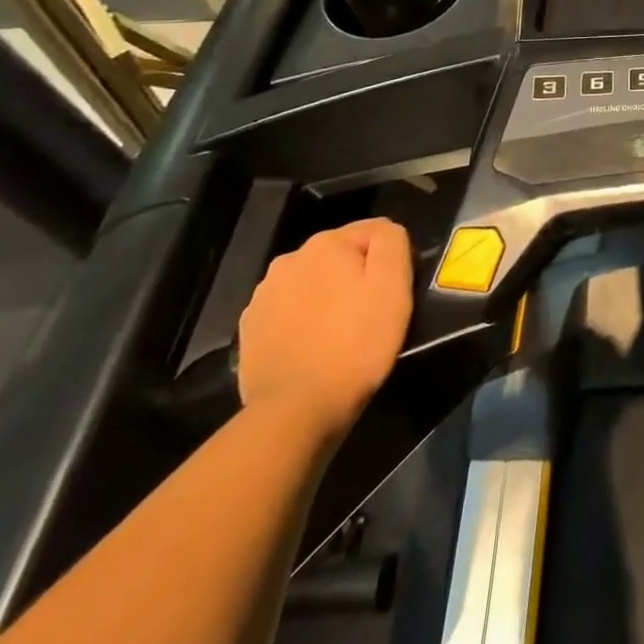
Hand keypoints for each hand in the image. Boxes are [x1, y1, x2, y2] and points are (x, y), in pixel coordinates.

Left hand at [237, 218, 413, 438]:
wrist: (295, 411)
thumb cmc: (356, 343)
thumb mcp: (393, 284)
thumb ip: (392, 242)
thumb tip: (384, 232)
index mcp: (326, 243)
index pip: (373, 232)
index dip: (390, 260)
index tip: (393, 292)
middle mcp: (289, 260)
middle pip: (339, 257)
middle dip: (355, 277)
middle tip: (370, 314)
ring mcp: (262, 296)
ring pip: (312, 284)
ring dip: (328, 298)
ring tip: (341, 334)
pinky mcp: (250, 330)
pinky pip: (289, 312)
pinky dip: (304, 322)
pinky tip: (313, 348)